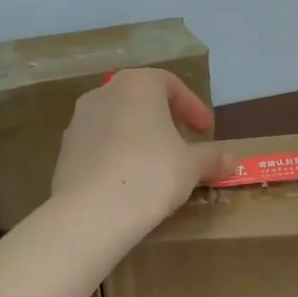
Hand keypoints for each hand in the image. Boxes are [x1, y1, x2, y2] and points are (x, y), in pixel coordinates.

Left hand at [51, 69, 228, 232]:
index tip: (206, 131)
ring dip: (138, 138)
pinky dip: (116, 156)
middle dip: (163, 120)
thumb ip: (212, 158)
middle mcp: (103, 94)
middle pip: (140, 100)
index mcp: (137, 85)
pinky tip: (128, 182)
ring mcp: (78, 121)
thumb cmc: (151, 174)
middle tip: (181, 144)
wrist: (92, 212)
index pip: (170, 84)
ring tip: (155, 166)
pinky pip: (98, 146)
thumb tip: (232, 160)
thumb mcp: (191, 166)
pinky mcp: (65, 151)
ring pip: (117, 122)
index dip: (192, 107)